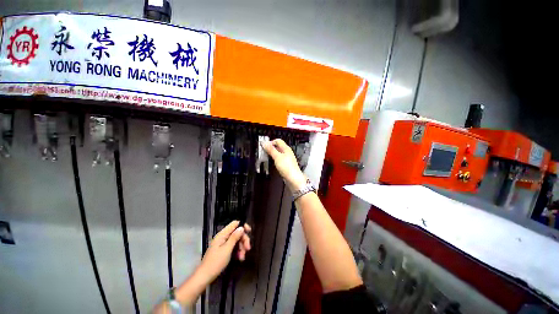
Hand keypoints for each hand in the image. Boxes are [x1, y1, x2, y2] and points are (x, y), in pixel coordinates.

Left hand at [199, 220, 250, 282]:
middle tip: (248, 249)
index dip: (243, 226)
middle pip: (237, 233)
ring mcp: (223, 244)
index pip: (235, 224)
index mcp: (222, 234)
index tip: (249, 231)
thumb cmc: (215, 262)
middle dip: (243, 240)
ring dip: (241, 248)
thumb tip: (241, 227)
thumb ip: (234, 237)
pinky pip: (234, 247)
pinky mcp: (224, 250)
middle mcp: (223, 237)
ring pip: (236, 241)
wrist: (205, 277)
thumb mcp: (227, 249)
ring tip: (242, 257)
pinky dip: (238, 252)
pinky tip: (240, 258)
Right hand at [262, 139, 306, 191]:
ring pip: (277, 153)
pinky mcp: (285, 164)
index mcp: (286, 148)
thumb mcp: (277, 157)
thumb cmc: (287, 167)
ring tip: (266, 157)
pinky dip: (274, 159)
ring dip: (271, 154)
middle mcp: (287, 152)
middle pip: (277, 146)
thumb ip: (271, 149)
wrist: (293, 179)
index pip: (277, 141)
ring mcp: (286, 158)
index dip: (270, 142)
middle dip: (270, 148)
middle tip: (264, 152)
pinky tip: (271, 162)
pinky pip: (278, 159)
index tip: (264, 146)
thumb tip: (265, 143)